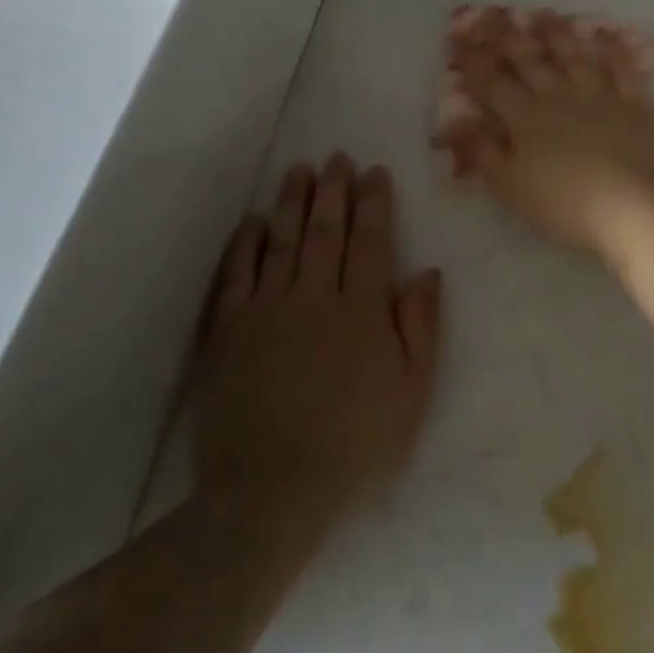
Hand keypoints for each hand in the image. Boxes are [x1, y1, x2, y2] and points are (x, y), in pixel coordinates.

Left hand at [190, 155, 442, 534]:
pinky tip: (253, 220)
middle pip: (326, 230)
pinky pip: (235, 274)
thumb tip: (427, 272)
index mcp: (363, 310)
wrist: (270, 495)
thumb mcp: (411, 394)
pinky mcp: (226, 331)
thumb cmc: (355, 447)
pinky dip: (245, 243)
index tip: (374, 172)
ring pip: (282, 241)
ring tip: (300, 170)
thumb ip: (421, 328)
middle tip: (337, 157)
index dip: (373, 202)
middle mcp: (315, 296)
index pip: (370, 240)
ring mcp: (266, 310)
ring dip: (292, 202)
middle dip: (334, 189)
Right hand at [443, 8, 653, 258]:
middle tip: (492, 12)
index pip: (490, 81)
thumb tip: (455, 123)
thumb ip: (482, 152)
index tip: (456, 37)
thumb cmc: (563, 205)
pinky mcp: (633, 104)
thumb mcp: (510, 186)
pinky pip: (622, 69)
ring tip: (543, 13)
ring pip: (573, 55)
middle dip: (506, 35)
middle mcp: (558, 96)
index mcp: (524, 117)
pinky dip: (612, 50)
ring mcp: (598, 95)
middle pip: (528, 59)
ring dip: (556, 33)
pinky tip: (605, 35)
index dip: (472, 59)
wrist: (631, 208)